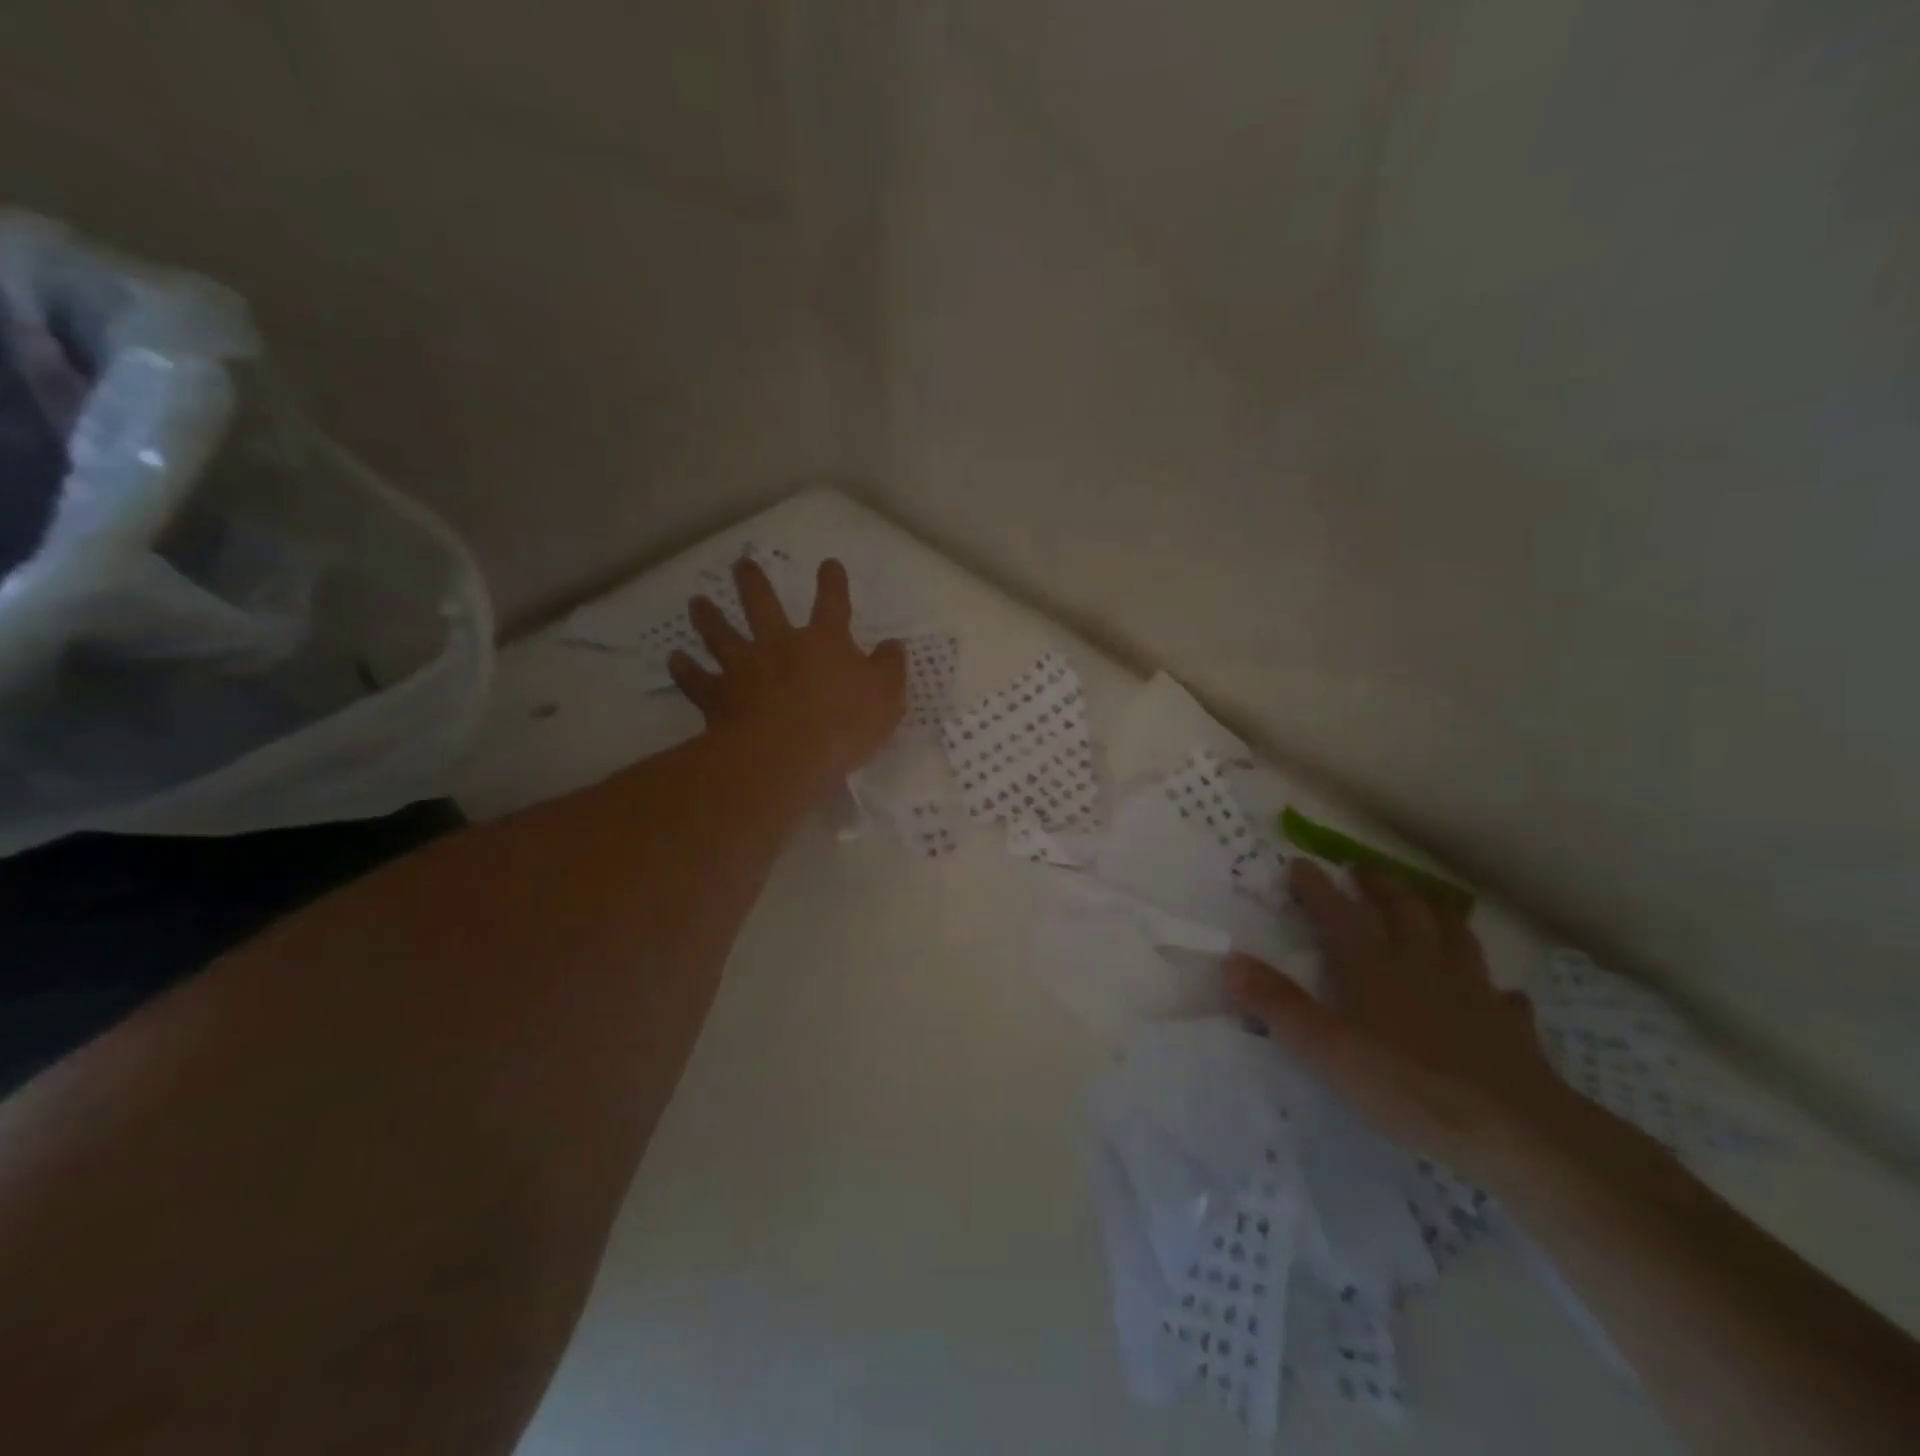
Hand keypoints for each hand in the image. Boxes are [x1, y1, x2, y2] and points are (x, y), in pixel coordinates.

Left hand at [668, 558, 906, 788]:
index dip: (833, 583)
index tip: (829, 564)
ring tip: (697, 602)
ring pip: (721, 634)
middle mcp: (780, 645)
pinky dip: (686, 669)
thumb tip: (893, 645)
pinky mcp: (719, 697)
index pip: (832, 604)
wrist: (785, 754)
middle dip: (753, 583)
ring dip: (709, 617)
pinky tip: (675, 659)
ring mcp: (744, 668)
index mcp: (824, 642)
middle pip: (763, 605)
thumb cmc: (843, 724)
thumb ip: (889, 668)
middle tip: (742, 565)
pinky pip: (698, 679)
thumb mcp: (886, 698)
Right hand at [1227, 860, 1582, 1186]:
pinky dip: (1491, 986)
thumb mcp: (1327, 1049)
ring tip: (1425, 903)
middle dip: (1380, 885)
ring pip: (1453, 936)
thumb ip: (1278, 1004)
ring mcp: (1471, 992)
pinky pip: (1501, 995)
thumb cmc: (1408, 1085)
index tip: (1301, 864)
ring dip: (1435, 913)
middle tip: (1362, 870)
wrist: (1515, 1130)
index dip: (1317, 887)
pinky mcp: (1509, 1027)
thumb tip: (1230, 960)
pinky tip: (1493, 992)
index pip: (1339, 913)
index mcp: (1374, 967)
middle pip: (1403, 910)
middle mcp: (1422, 965)